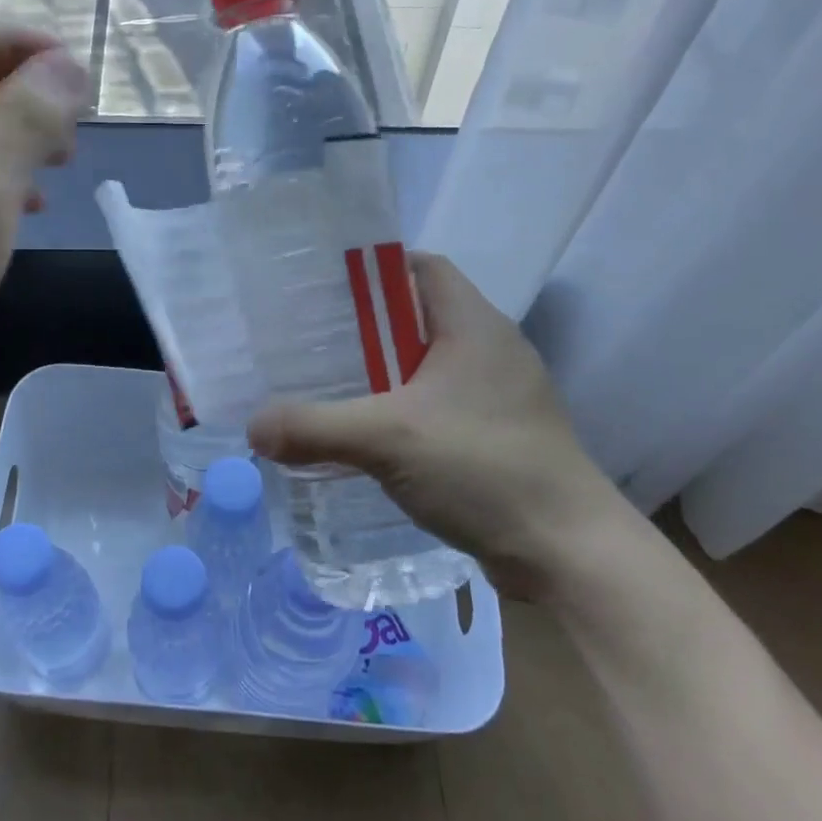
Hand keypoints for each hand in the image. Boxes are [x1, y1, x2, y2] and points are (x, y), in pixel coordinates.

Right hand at [247, 255, 643, 598]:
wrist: (567, 553)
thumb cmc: (483, 468)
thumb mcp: (387, 439)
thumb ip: (314, 427)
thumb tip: (253, 427)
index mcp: (474, 325)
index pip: (421, 267)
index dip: (374, 270)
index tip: (324, 292)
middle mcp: (491, 349)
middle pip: (418, 316)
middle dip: (365, 328)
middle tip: (310, 343)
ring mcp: (499, 395)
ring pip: (427, 365)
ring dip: (383, 374)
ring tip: (329, 388)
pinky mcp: (498, 434)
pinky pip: (439, 405)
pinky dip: (403, 411)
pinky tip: (369, 438)